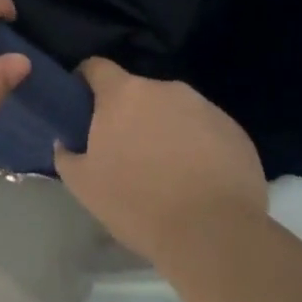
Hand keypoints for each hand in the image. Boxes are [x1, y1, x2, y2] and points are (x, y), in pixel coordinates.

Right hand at [53, 59, 267, 262]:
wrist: (214, 234)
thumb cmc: (138, 204)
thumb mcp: (84, 185)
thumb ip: (67, 154)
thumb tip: (67, 141)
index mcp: (124, 94)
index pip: (96, 67)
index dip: (86, 82)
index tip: (84, 107)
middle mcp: (165, 88)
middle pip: (138, 92)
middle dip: (129, 115)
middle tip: (126, 153)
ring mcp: (205, 107)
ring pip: (173, 110)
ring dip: (164, 130)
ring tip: (166, 171)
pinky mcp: (235, 130)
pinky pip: (205, 130)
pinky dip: (196, 146)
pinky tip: (197, 181)